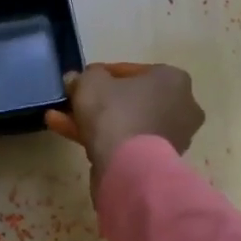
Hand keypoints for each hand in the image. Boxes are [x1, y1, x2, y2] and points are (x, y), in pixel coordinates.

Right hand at [44, 61, 203, 173]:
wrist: (129, 168)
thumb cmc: (115, 112)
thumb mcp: (91, 81)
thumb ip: (84, 76)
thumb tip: (77, 79)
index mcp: (173, 79)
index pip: (134, 71)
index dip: (103, 74)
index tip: (83, 80)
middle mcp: (181, 106)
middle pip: (130, 99)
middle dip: (99, 101)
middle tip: (73, 100)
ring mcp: (173, 137)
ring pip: (127, 122)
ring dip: (95, 120)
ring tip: (58, 119)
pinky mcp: (160, 161)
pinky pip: (128, 143)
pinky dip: (103, 139)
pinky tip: (69, 134)